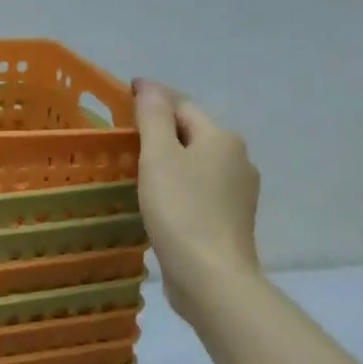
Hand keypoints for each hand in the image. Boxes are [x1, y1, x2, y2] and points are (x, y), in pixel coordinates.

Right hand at [133, 80, 263, 317]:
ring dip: (170, 159)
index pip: (183, 105)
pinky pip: (199, 189)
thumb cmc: (181, 209)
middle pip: (193, 133)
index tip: (124, 95)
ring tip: (136, 166)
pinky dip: (178, 185)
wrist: (211, 276)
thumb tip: (150, 87)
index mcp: (222, 138)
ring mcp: (238, 193)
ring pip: (197, 163)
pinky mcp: (230, 220)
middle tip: (125, 133)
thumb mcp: (159, 156)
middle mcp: (237, 160)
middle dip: (162, 128)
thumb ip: (153, 118)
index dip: (153, 97)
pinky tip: (158, 198)